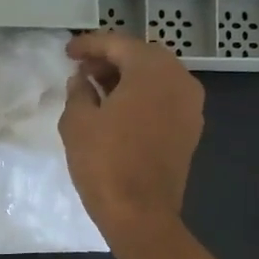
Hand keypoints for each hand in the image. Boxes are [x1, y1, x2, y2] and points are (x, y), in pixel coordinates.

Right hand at [59, 30, 203, 240]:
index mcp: (153, 69)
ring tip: (96, 90)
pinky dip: (141, 98)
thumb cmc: (105, 163)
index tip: (68, 51)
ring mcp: (191, 106)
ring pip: (156, 79)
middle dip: (110, 60)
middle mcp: (180, 79)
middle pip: (142, 57)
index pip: (118, 44)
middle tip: (82, 71)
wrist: (141, 214)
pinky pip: (164, 100)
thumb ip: (78, 92)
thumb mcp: (78, 122)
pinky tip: (118, 111)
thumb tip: (81, 80)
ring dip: (127, 79)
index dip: (90, 45)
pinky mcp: (190, 130)